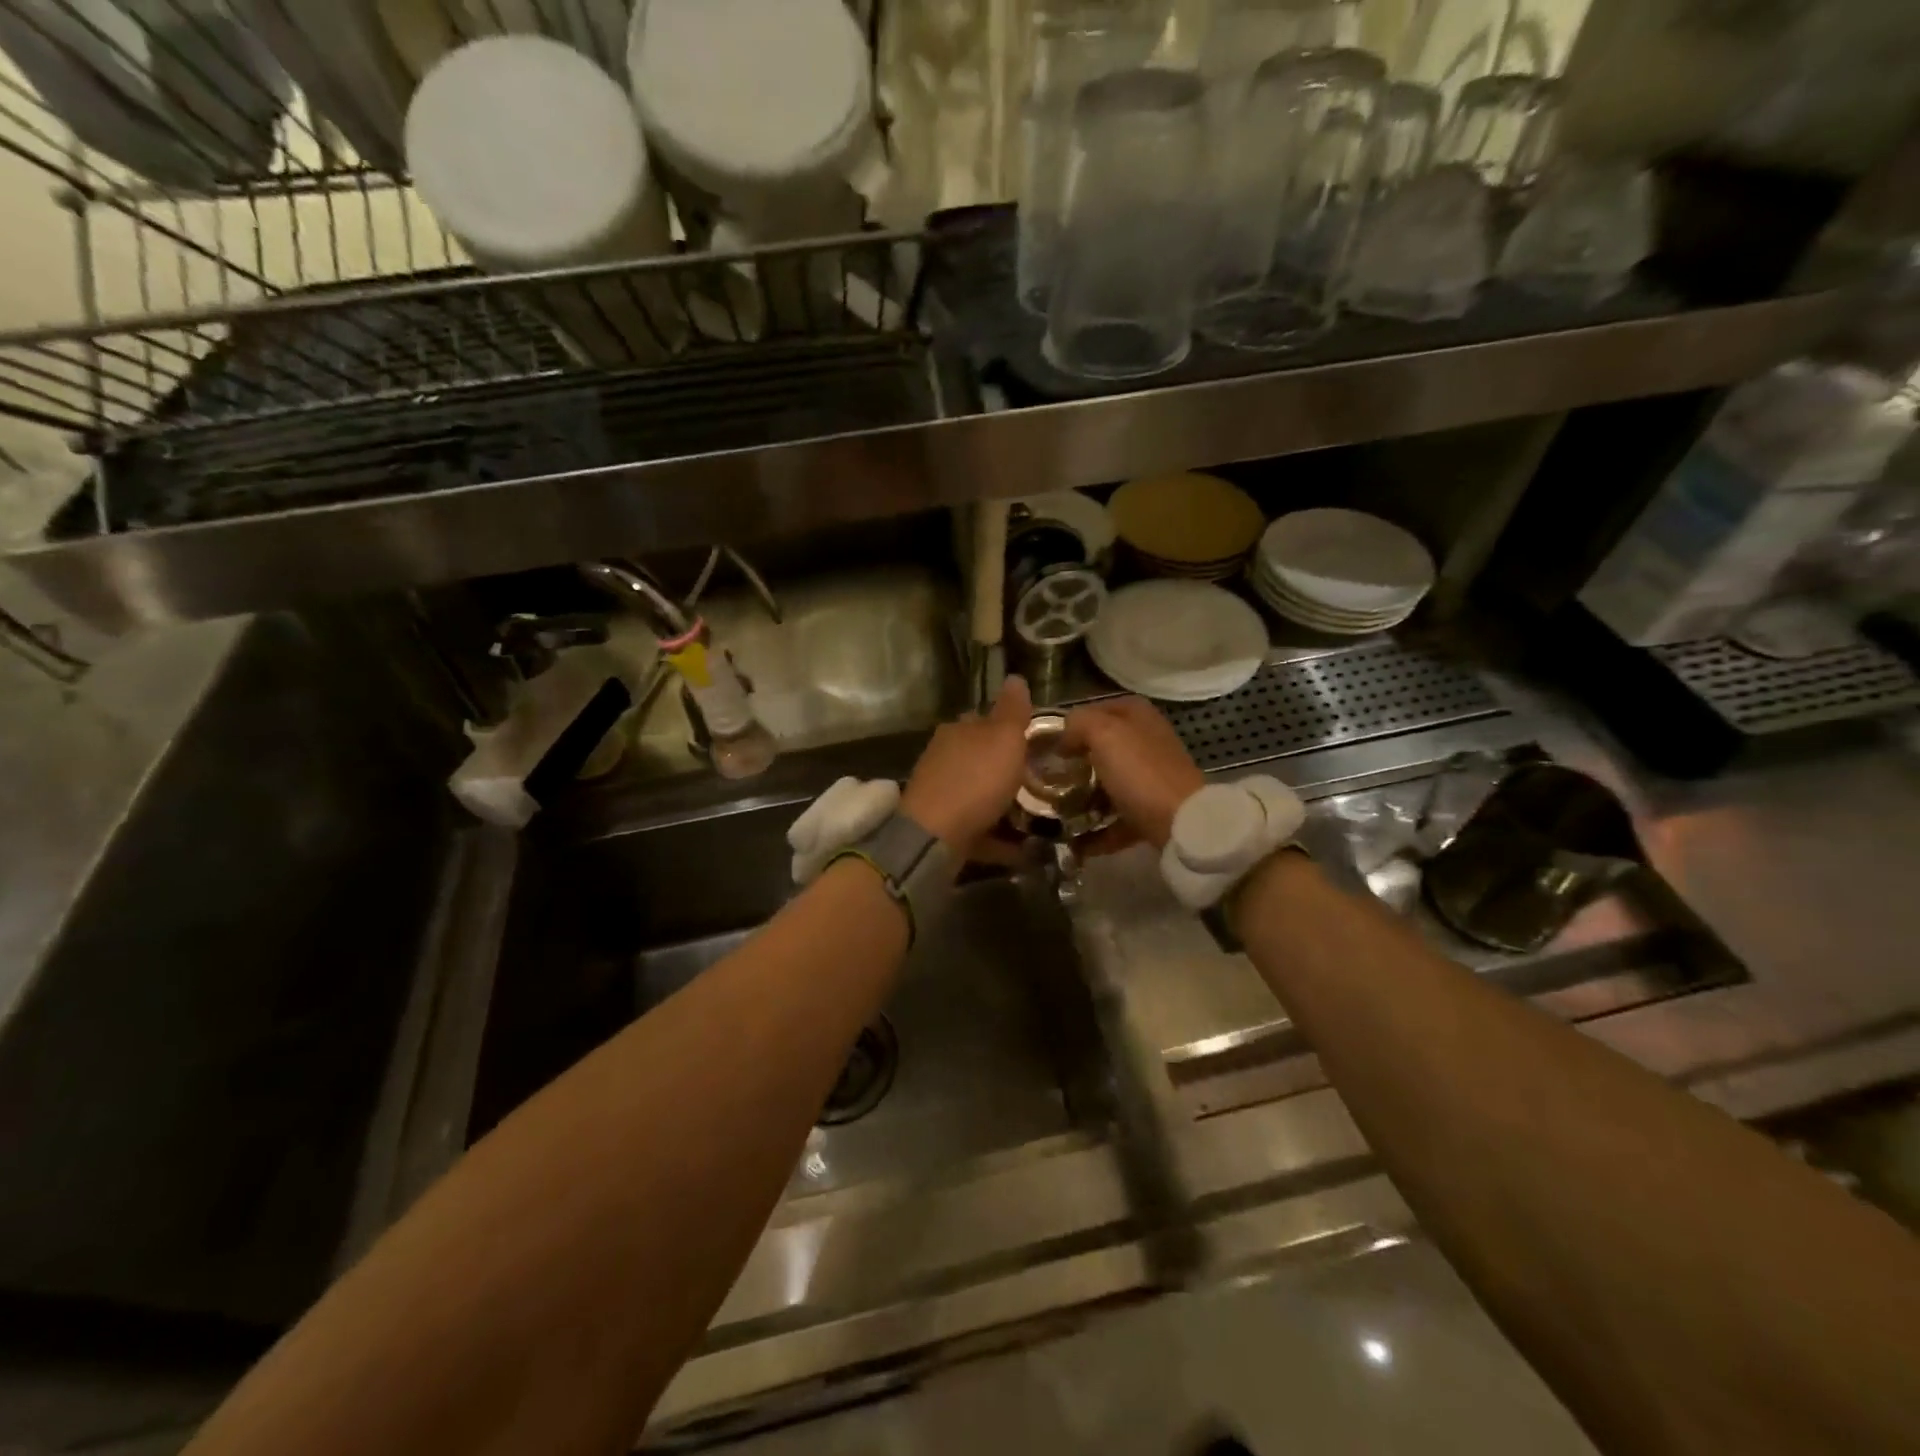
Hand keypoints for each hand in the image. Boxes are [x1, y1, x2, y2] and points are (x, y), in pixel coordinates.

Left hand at [901, 676, 1032, 852]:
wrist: (935, 836)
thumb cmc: (975, 779)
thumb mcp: (1003, 737)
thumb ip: (1012, 710)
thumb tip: (1016, 676)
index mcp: (958, 731)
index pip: (982, 719)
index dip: (1008, 727)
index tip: (1035, 740)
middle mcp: (945, 758)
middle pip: (980, 758)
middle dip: (1006, 767)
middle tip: (1043, 778)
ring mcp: (941, 795)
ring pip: (979, 793)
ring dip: (1003, 802)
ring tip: (1038, 813)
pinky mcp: (944, 828)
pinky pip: (980, 829)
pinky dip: (999, 836)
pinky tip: (1024, 848)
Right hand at [1060, 697, 1204, 849]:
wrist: (1180, 822)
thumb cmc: (1139, 770)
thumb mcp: (1102, 732)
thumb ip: (1078, 723)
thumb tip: (1065, 739)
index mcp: (1136, 715)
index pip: (1094, 710)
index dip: (1070, 726)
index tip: (1048, 748)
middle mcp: (1146, 740)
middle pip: (1100, 749)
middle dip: (1074, 764)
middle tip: (1048, 779)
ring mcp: (1150, 776)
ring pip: (1107, 783)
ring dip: (1082, 799)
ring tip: (1056, 813)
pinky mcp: (1151, 809)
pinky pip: (1116, 818)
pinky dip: (1097, 831)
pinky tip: (1075, 843)